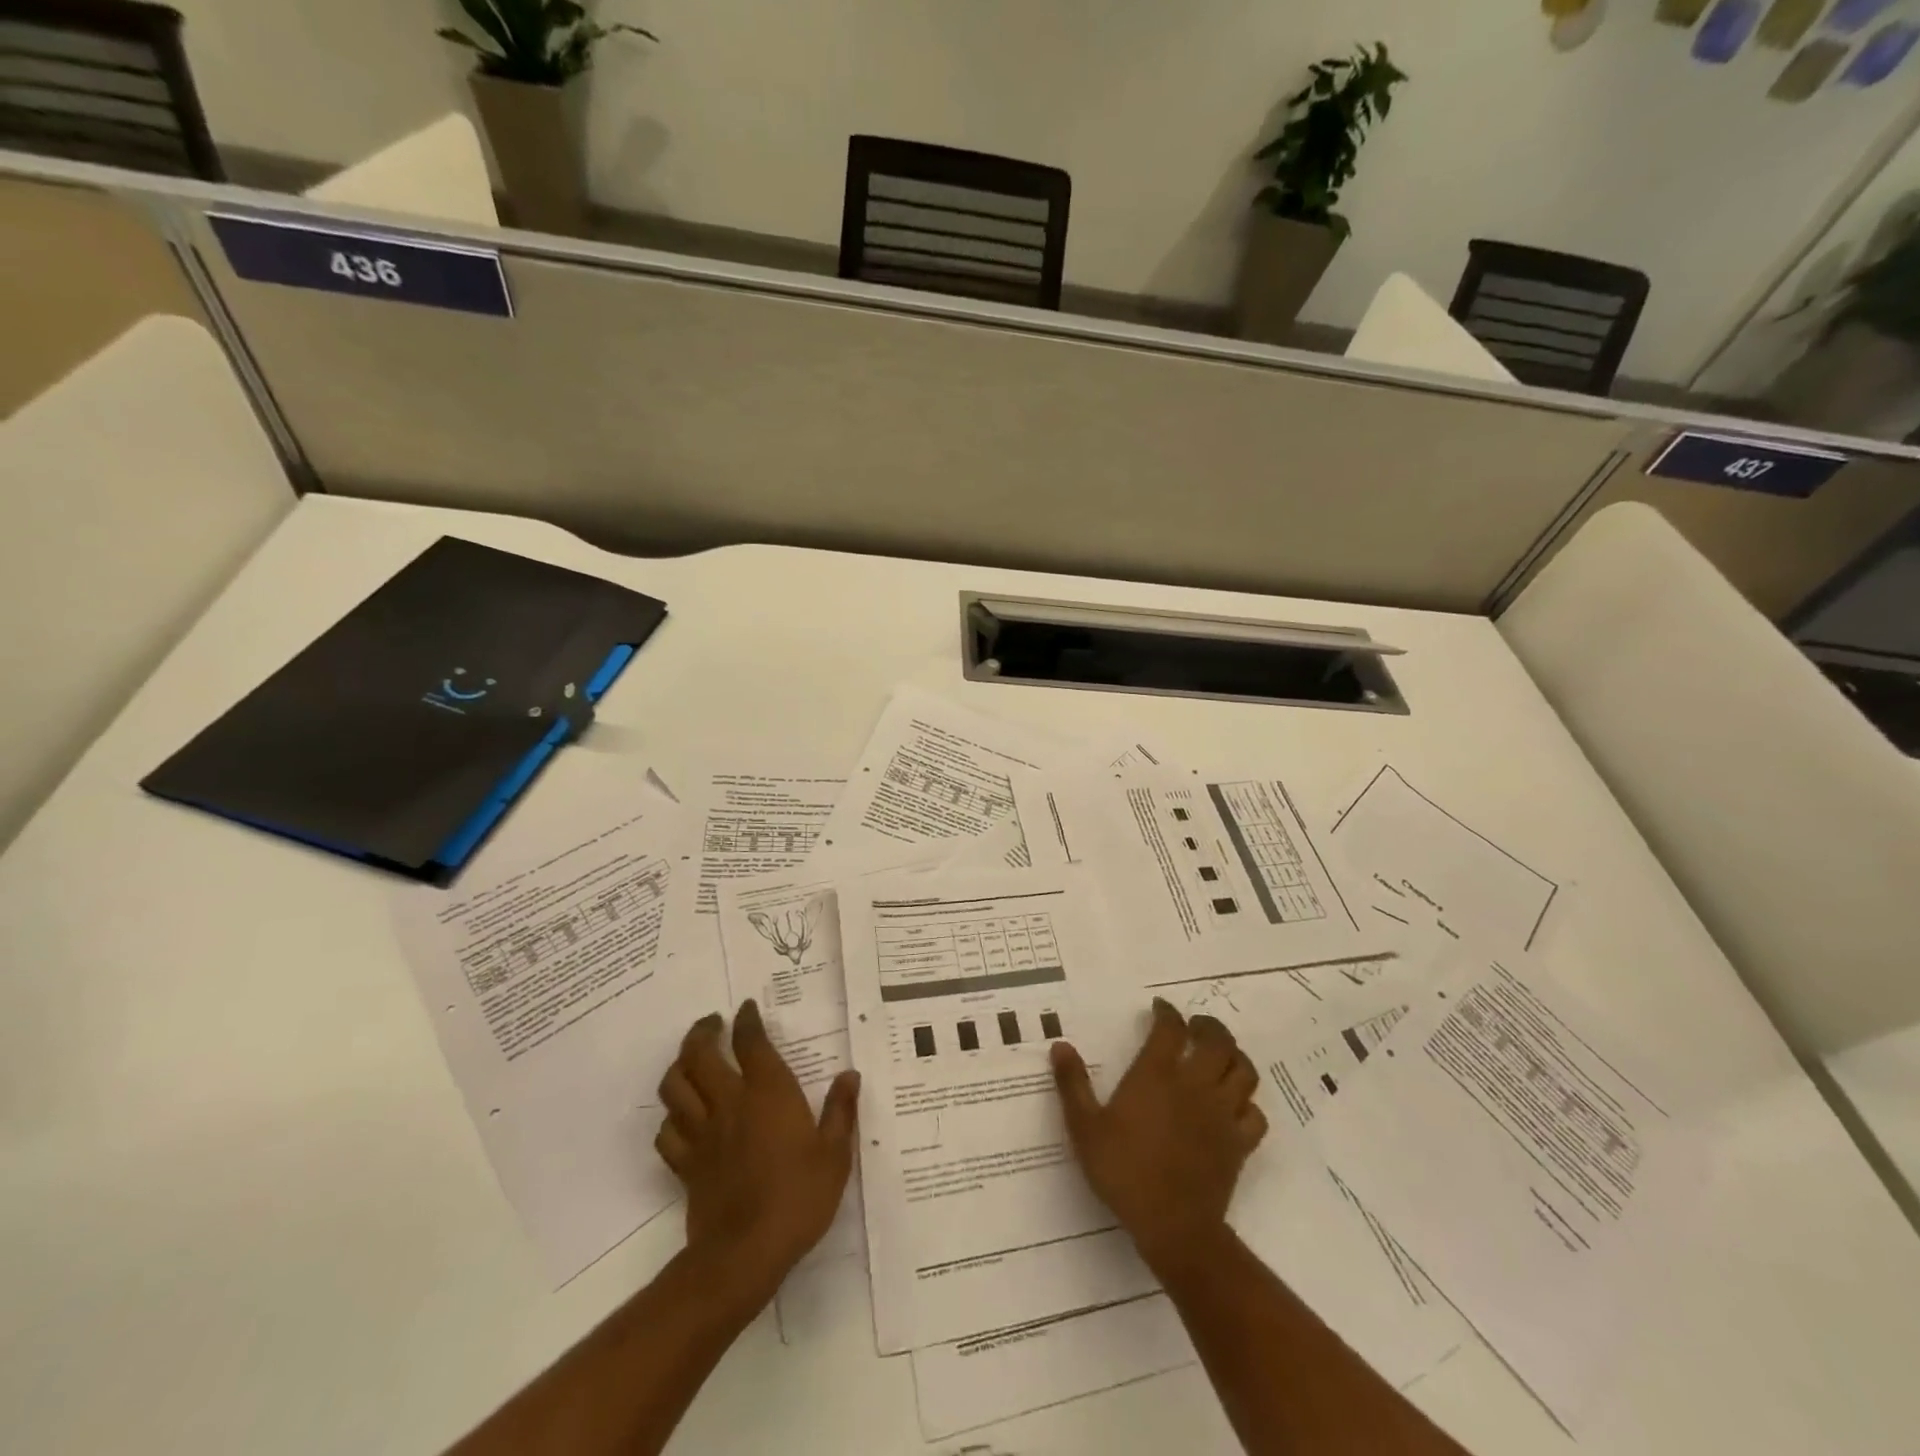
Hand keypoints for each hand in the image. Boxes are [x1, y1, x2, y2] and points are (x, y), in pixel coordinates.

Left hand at [655, 1001, 859, 1307]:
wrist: (745, 1254)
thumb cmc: (798, 1198)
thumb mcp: (835, 1154)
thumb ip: (841, 1111)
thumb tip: (850, 1076)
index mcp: (767, 1093)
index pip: (751, 1042)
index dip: (747, 1020)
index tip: (746, 1008)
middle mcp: (729, 1103)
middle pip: (700, 1054)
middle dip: (703, 1031)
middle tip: (713, 1023)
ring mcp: (702, 1134)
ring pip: (675, 1086)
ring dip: (679, 1066)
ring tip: (691, 1060)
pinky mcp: (686, 1164)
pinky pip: (667, 1132)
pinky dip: (671, 1117)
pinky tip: (682, 1117)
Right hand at [1051, 998, 1266, 1271]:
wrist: (1173, 1226)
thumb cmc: (1125, 1172)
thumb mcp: (1085, 1128)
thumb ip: (1073, 1084)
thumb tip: (1061, 1045)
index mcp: (1157, 1074)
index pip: (1170, 1028)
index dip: (1167, 1012)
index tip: (1160, 1008)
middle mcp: (1195, 1084)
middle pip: (1218, 1040)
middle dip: (1208, 1026)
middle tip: (1195, 1026)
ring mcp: (1223, 1113)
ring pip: (1244, 1070)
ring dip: (1234, 1056)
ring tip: (1220, 1055)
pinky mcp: (1240, 1142)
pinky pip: (1255, 1113)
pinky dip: (1248, 1103)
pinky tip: (1235, 1105)